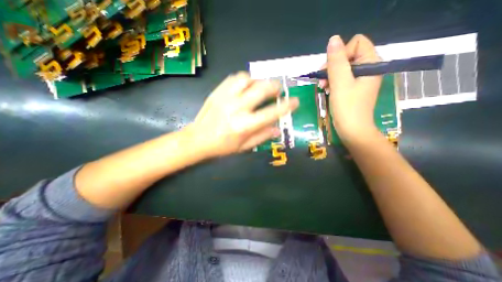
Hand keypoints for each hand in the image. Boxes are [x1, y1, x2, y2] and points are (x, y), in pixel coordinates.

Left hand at [188, 71, 296, 156]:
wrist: (198, 139)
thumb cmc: (222, 146)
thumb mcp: (244, 147)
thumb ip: (262, 136)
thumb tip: (278, 129)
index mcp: (245, 125)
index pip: (271, 113)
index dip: (286, 106)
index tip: (295, 101)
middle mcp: (237, 108)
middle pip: (261, 89)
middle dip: (274, 86)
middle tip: (278, 89)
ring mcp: (226, 97)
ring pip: (247, 79)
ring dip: (258, 81)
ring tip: (260, 87)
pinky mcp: (217, 92)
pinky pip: (234, 78)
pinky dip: (244, 79)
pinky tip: (246, 85)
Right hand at [324, 34, 382, 143]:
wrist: (352, 130)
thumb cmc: (347, 107)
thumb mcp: (340, 83)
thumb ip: (336, 61)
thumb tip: (333, 39)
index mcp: (372, 63)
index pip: (356, 43)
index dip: (341, 54)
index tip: (330, 70)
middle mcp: (369, 68)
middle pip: (348, 55)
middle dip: (332, 67)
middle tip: (323, 81)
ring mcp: (361, 79)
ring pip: (343, 68)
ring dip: (330, 76)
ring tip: (323, 87)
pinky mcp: (354, 88)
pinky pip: (342, 78)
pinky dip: (333, 83)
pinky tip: (327, 90)